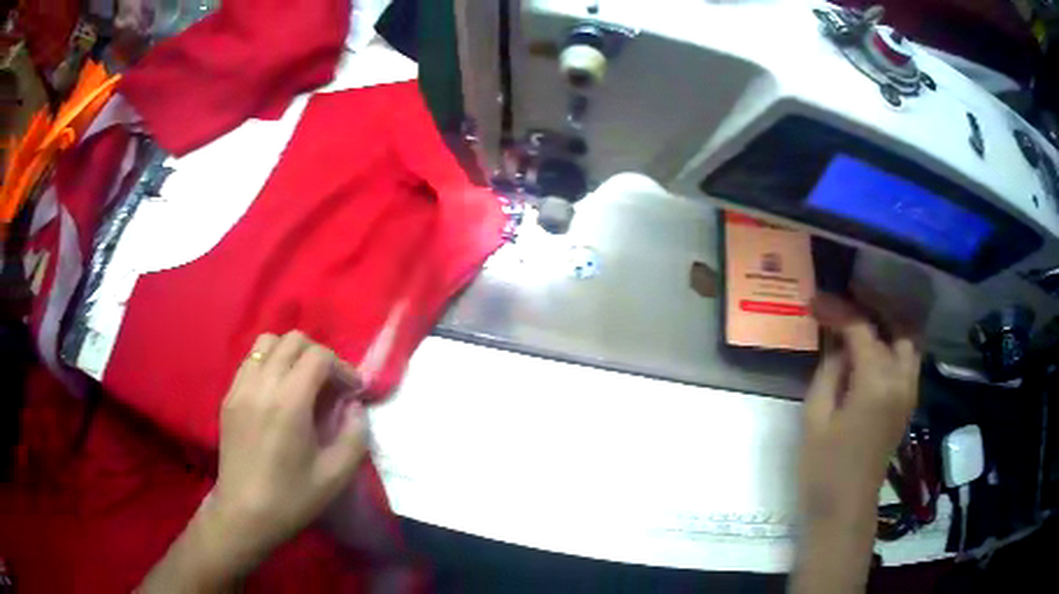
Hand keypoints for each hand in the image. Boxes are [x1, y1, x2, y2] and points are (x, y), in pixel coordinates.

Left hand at [211, 331, 368, 558]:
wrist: (244, 513)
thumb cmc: (292, 498)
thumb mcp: (336, 475)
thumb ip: (355, 434)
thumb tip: (354, 406)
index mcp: (289, 402)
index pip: (318, 356)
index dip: (342, 367)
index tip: (352, 390)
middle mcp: (261, 384)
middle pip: (292, 340)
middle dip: (318, 355)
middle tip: (329, 385)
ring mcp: (240, 388)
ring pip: (266, 342)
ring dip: (290, 354)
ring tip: (301, 382)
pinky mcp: (228, 397)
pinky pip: (250, 361)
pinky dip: (268, 364)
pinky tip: (276, 393)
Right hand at [799, 293, 920, 522]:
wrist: (844, 508)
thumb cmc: (823, 468)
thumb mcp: (815, 416)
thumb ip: (829, 371)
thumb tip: (837, 344)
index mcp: (877, 383)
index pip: (861, 329)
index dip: (838, 310)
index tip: (814, 301)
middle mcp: (901, 380)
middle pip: (895, 326)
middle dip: (871, 307)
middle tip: (844, 303)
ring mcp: (909, 392)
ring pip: (907, 341)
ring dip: (887, 324)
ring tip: (861, 319)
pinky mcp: (908, 403)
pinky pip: (907, 359)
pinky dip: (893, 343)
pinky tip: (873, 347)